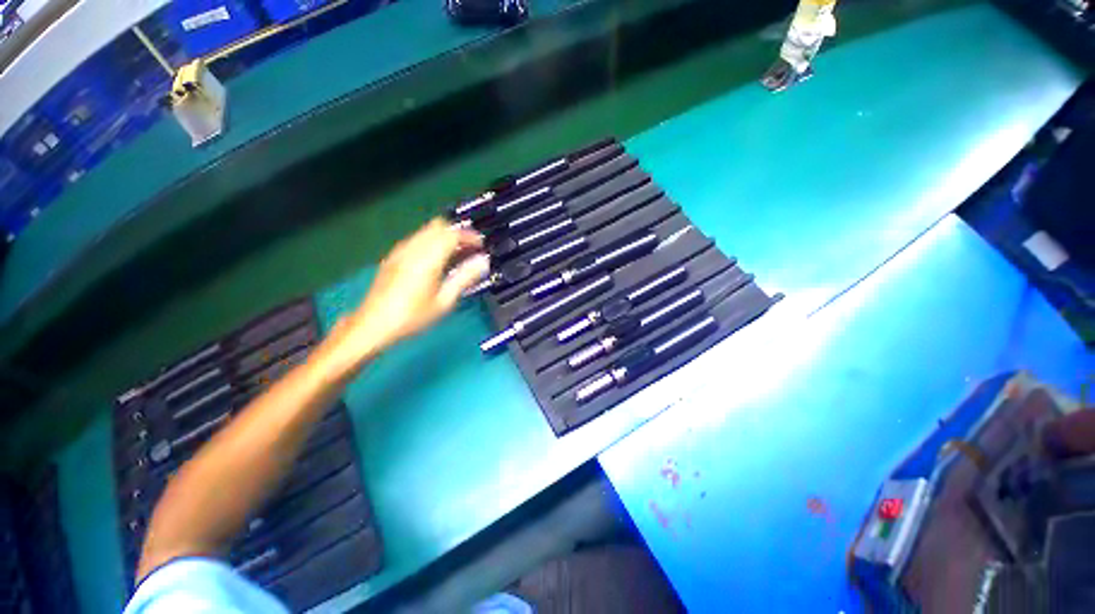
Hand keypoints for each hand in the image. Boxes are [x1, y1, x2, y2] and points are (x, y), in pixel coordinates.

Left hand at [320, 219, 488, 374]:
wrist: (373, 325)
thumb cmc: (411, 317)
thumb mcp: (444, 301)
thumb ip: (465, 278)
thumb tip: (482, 262)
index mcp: (427, 259)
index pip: (452, 235)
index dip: (470, 236)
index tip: (481, 245)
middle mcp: (412, 249)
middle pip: (438, 226)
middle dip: (457, 233)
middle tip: (470, 248)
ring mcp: (400, 252)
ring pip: (426, 231)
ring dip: (444, 237)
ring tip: (456, 255)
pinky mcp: (393, 257)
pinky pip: (416, 239)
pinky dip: (431, 242)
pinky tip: (437, 261)